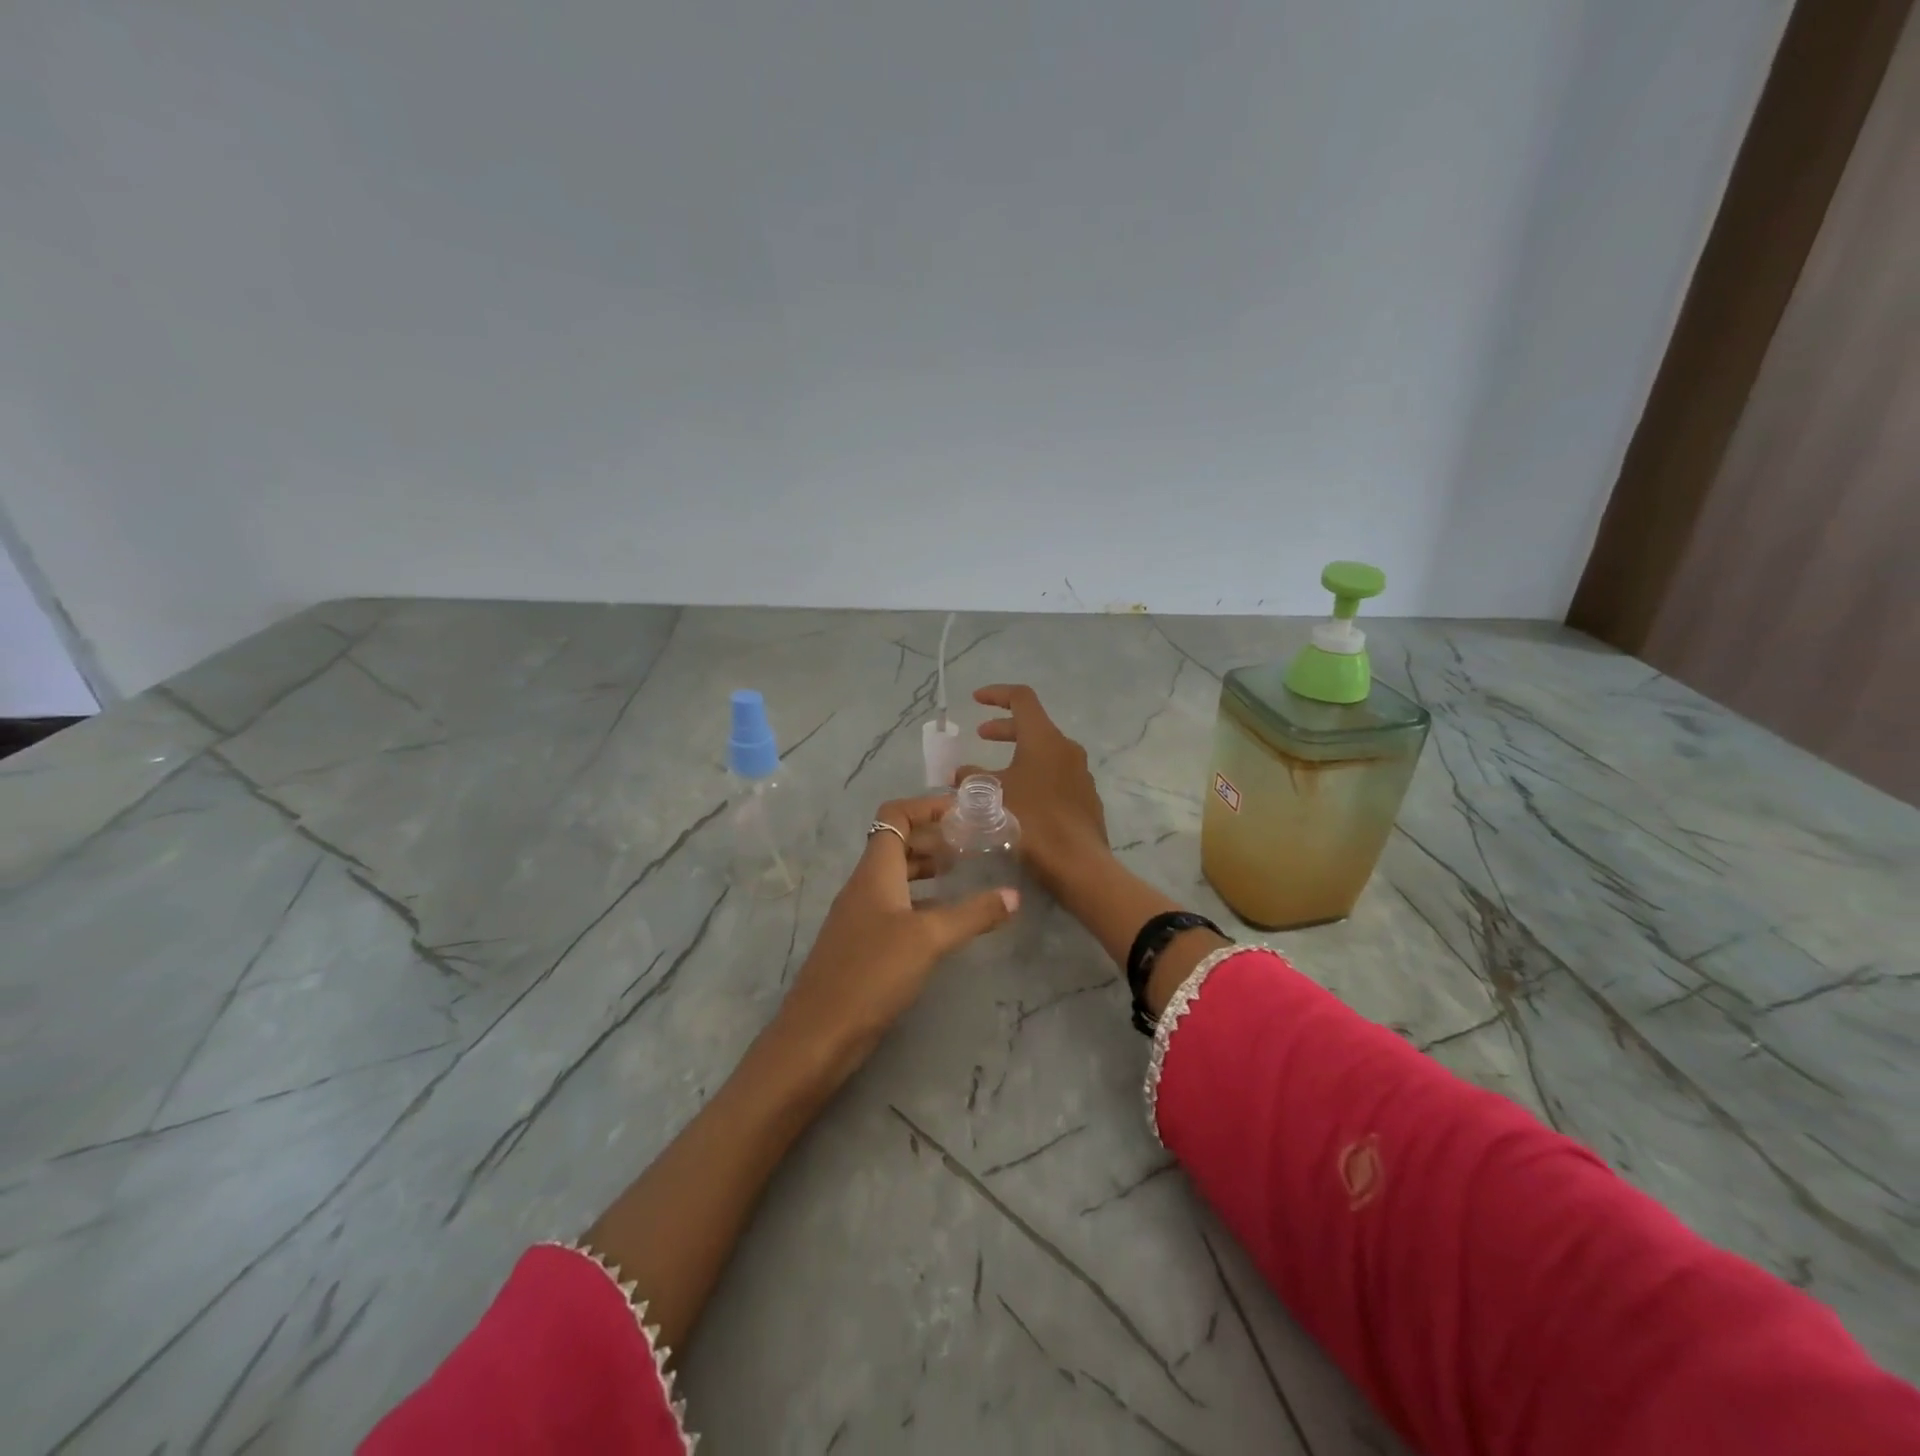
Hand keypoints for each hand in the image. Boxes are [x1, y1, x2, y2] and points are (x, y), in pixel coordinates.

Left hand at [774, 794, 1017, 1074]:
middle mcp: (864, 886)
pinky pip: (895, 906)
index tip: (963, 811)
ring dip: (928, 870)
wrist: (819, 1034)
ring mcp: (860, 916)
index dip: (927, 806)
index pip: (895, 816)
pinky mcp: (863, 944)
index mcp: (875, 871)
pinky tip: (945, 919)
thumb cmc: (872, 973)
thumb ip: (972, 914)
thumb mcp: (929, 939)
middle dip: (933, 838)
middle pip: (897, 844)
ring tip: (964, 874)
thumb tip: (1014, 895)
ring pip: (897, 877)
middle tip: (973, 844)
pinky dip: (921, 901)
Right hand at [957, 685, 1110, 896]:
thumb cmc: (1032, 822)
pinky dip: (1034, 774)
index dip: (997, 694)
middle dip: (1004, 728)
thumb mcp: (993, 797)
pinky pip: (1056, 774)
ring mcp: (1080, 772)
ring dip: (1018, 754)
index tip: (976, 700)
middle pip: (1034, 725)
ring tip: (995, 773)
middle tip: (981, 736)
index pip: (1022, 698)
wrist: (1078, 863)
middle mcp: (1067, 748)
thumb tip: (959, 773)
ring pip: (1046, 751)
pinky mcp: (1086, 796)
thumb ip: (973, 779)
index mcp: (1044, 739)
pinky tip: (1020, 799)